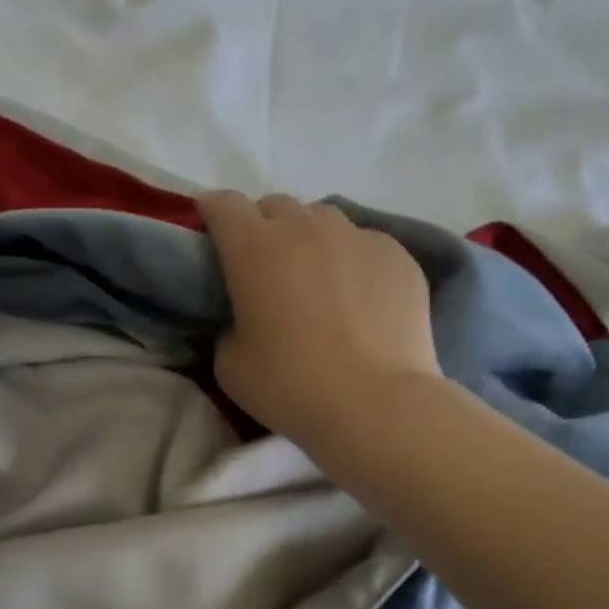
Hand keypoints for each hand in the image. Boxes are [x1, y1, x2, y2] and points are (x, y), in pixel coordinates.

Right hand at [201, 191, 440, 446]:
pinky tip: (359, 299)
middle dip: (262, 226)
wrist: (374, 403)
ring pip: (323, 219)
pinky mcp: (397, 254)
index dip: (213, 212)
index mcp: (253, 249)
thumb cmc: (290, 386)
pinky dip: (352, 261)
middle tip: (264, 266)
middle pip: (275, 206)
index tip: (212, 231)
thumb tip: (246, 318)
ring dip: (309, 238)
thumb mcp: (230, 364)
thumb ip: (229, 326)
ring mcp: (356, 236)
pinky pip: (364, 244)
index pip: (224, 205)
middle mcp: (303, 228)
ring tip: (316, 277)